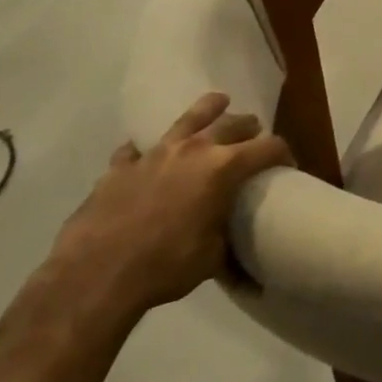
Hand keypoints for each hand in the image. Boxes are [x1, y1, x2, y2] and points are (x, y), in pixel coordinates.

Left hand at [51, 93, 290, 317]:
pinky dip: (146, 152)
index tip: (287, 166)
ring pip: (188, 118)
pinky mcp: (120, 168)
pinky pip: (136, 150)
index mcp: (224, 167)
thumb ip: (229, 244)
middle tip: (254, 139)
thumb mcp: (212, 258)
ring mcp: (154, 154)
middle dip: (249, 128)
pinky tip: (146, 158)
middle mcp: (194, 150)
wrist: (94, 277)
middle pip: (233, 123)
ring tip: (218, 104)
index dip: (284, 154)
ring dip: (208, 110)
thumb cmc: (165, 266)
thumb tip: (245, 265)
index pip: (269, 147)